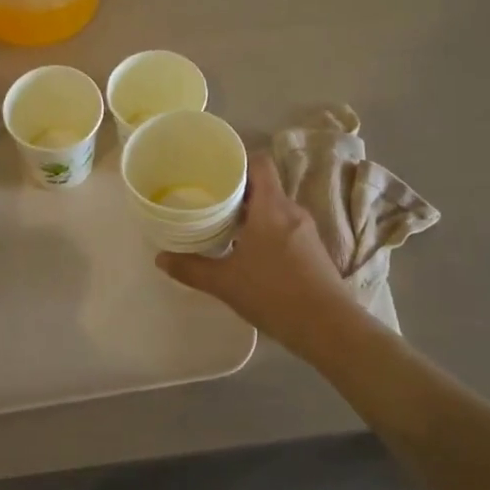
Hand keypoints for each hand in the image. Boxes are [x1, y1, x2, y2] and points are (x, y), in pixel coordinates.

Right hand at [156, 153, 367, 356]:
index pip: (259, 163)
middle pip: (264, 186)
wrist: (329, 328)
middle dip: (237, 190)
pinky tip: (248, 250)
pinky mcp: (313, 251)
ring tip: (223, 224)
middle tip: (208, 198)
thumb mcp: (225, 283)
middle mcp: (291, 211)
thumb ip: (192, 268)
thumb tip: (160, 258)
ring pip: (274, 209)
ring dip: (251, 213)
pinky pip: (284, 227)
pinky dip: (265, 230)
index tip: (213, 167)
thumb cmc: (274, 294)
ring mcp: (306, 231)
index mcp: (271, 207)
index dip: (238, 160)